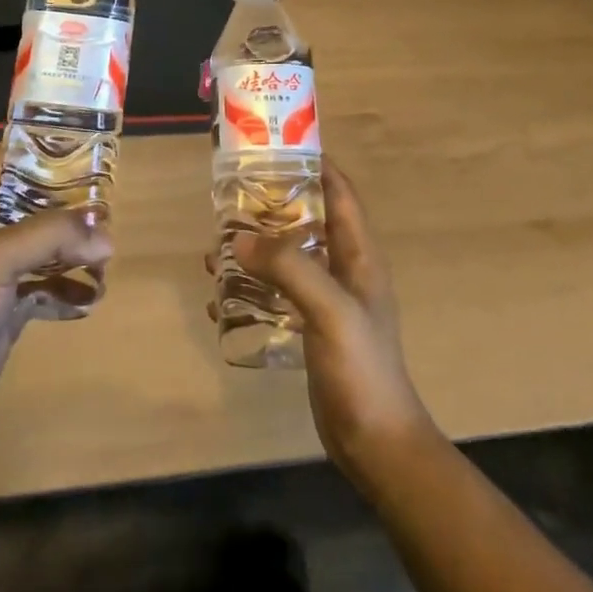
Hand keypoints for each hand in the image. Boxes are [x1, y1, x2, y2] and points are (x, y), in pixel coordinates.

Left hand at [0, 149, 111, 458]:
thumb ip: (50, 236)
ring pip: (46, 246)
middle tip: (109, 206)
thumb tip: (106, 236)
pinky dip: (71, 290)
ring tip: (107, 256)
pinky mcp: (8, 310)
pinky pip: (48, 289)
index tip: (84, 144)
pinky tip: (92, 299)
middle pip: (35, 202)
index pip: (8, 159)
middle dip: (71, 203)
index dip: (41, 146)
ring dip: (76, 249)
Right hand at [212, 161, 434, 485]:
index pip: (339, 192)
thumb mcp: (330, 309)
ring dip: (255, 247)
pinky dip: (251, 288)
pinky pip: (277, 293)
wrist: (376, 444)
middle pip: (307, 219)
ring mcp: (327, 299)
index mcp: (359, 253)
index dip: (314, 164)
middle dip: (271, 204)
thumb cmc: (362, 368)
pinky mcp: (311, 327)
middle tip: (231, 195)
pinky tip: (220, 298)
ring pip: (288, 256)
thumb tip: (238, 238)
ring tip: (216, 245)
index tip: (276, 146)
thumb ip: (288, 268)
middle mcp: (344, 268)